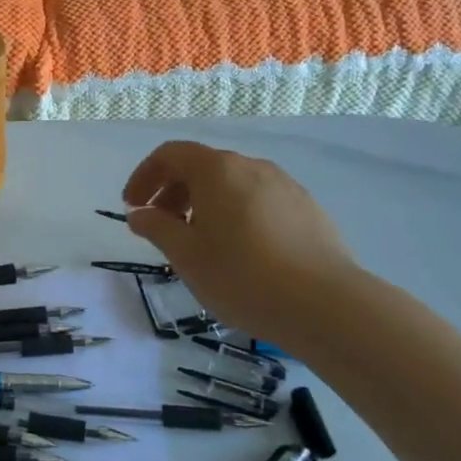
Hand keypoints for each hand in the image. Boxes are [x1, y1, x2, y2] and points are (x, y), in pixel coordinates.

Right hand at [120, 140, 366, 346]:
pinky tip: (242, 250)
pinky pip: (259, 200)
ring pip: (232, 184)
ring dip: (205, 203)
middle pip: (201, 166)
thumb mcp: (187, 256)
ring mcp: (284, 185)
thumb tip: (139, 214)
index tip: (133, 206)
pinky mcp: (307, 208)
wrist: (327, 305)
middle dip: (173, 191)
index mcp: (216, 170)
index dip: (145, 176)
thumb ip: (157, 228)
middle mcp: (250, 166)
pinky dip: (236, 213)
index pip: (170, 154)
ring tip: (201, 241)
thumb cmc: (243, 276)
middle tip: (162, 226)